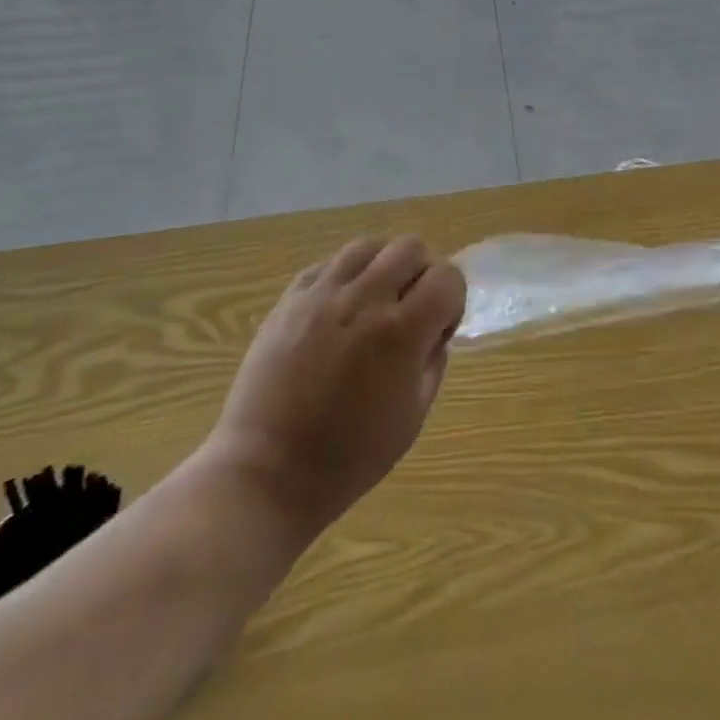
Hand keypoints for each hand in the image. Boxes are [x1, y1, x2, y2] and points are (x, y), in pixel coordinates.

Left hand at [203, 236, 465, 539]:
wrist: (266, 474)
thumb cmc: (348, 458)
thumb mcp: (412, 418)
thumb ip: (432, 363)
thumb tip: (435, 333)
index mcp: (401, 332)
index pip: (447, 277)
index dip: (453, 298)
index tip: (441, 327)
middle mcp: (363, 300)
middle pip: (411, 247)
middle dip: (423, 271)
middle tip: (413, 308)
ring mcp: (321, 295)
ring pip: (368, 246)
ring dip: (384, 265)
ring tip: (377, 300)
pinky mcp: (288, 300)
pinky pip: (327, 265)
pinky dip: (344, 276)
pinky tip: (340, 308)